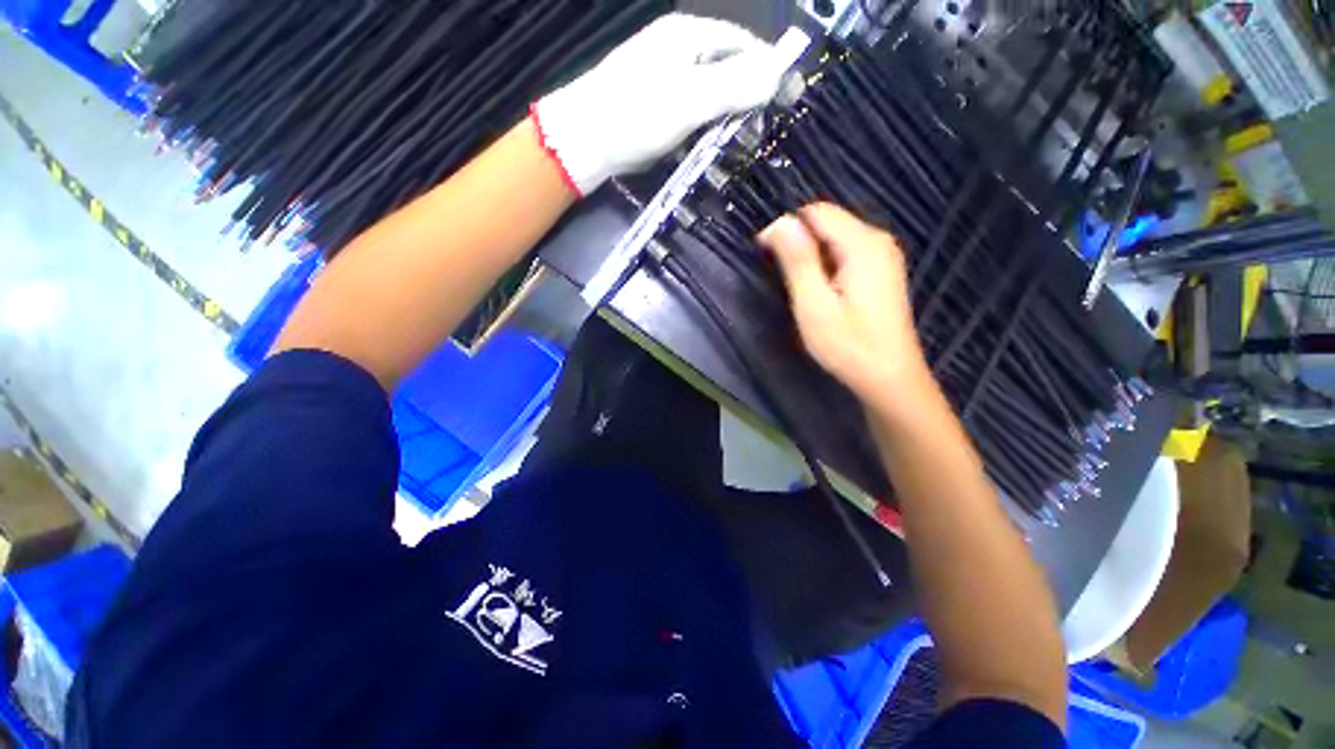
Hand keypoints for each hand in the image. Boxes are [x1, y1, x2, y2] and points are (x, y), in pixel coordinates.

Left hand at [532, 14, 789, 196]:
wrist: (583, 141)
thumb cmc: (636, 115)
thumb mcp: (691, 99)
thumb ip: (736, 86)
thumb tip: (779, 74)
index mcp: (688, 35)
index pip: (743, 44)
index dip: (768, 71)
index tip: (786, 101)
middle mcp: (677, 49)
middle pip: (726, 67)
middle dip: (747, 97)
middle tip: (759, 130)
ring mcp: (662, 77)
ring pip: (708, 92)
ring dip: (725, 116)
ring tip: (737, 142)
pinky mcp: (653, 104)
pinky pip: (689, 111)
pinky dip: (703, 126)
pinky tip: (706, 145)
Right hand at [759, 204, 932, 412]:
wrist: (889, 378)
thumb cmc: (848, 345)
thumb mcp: (814, 304)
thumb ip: (798, 260)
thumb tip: (780, 222)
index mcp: (863, 244)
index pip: (816, 212)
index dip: (786, 227)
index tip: (766, 257)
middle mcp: (877, 240)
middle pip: (827, 222)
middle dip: (799, 243)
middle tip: (783, 279)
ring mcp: (883, 256)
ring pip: (835, 238)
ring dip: (810, 255)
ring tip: (799, 288)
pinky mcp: (881, 271)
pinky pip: (845, 252)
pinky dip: (825, 264)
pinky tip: (820, 291)